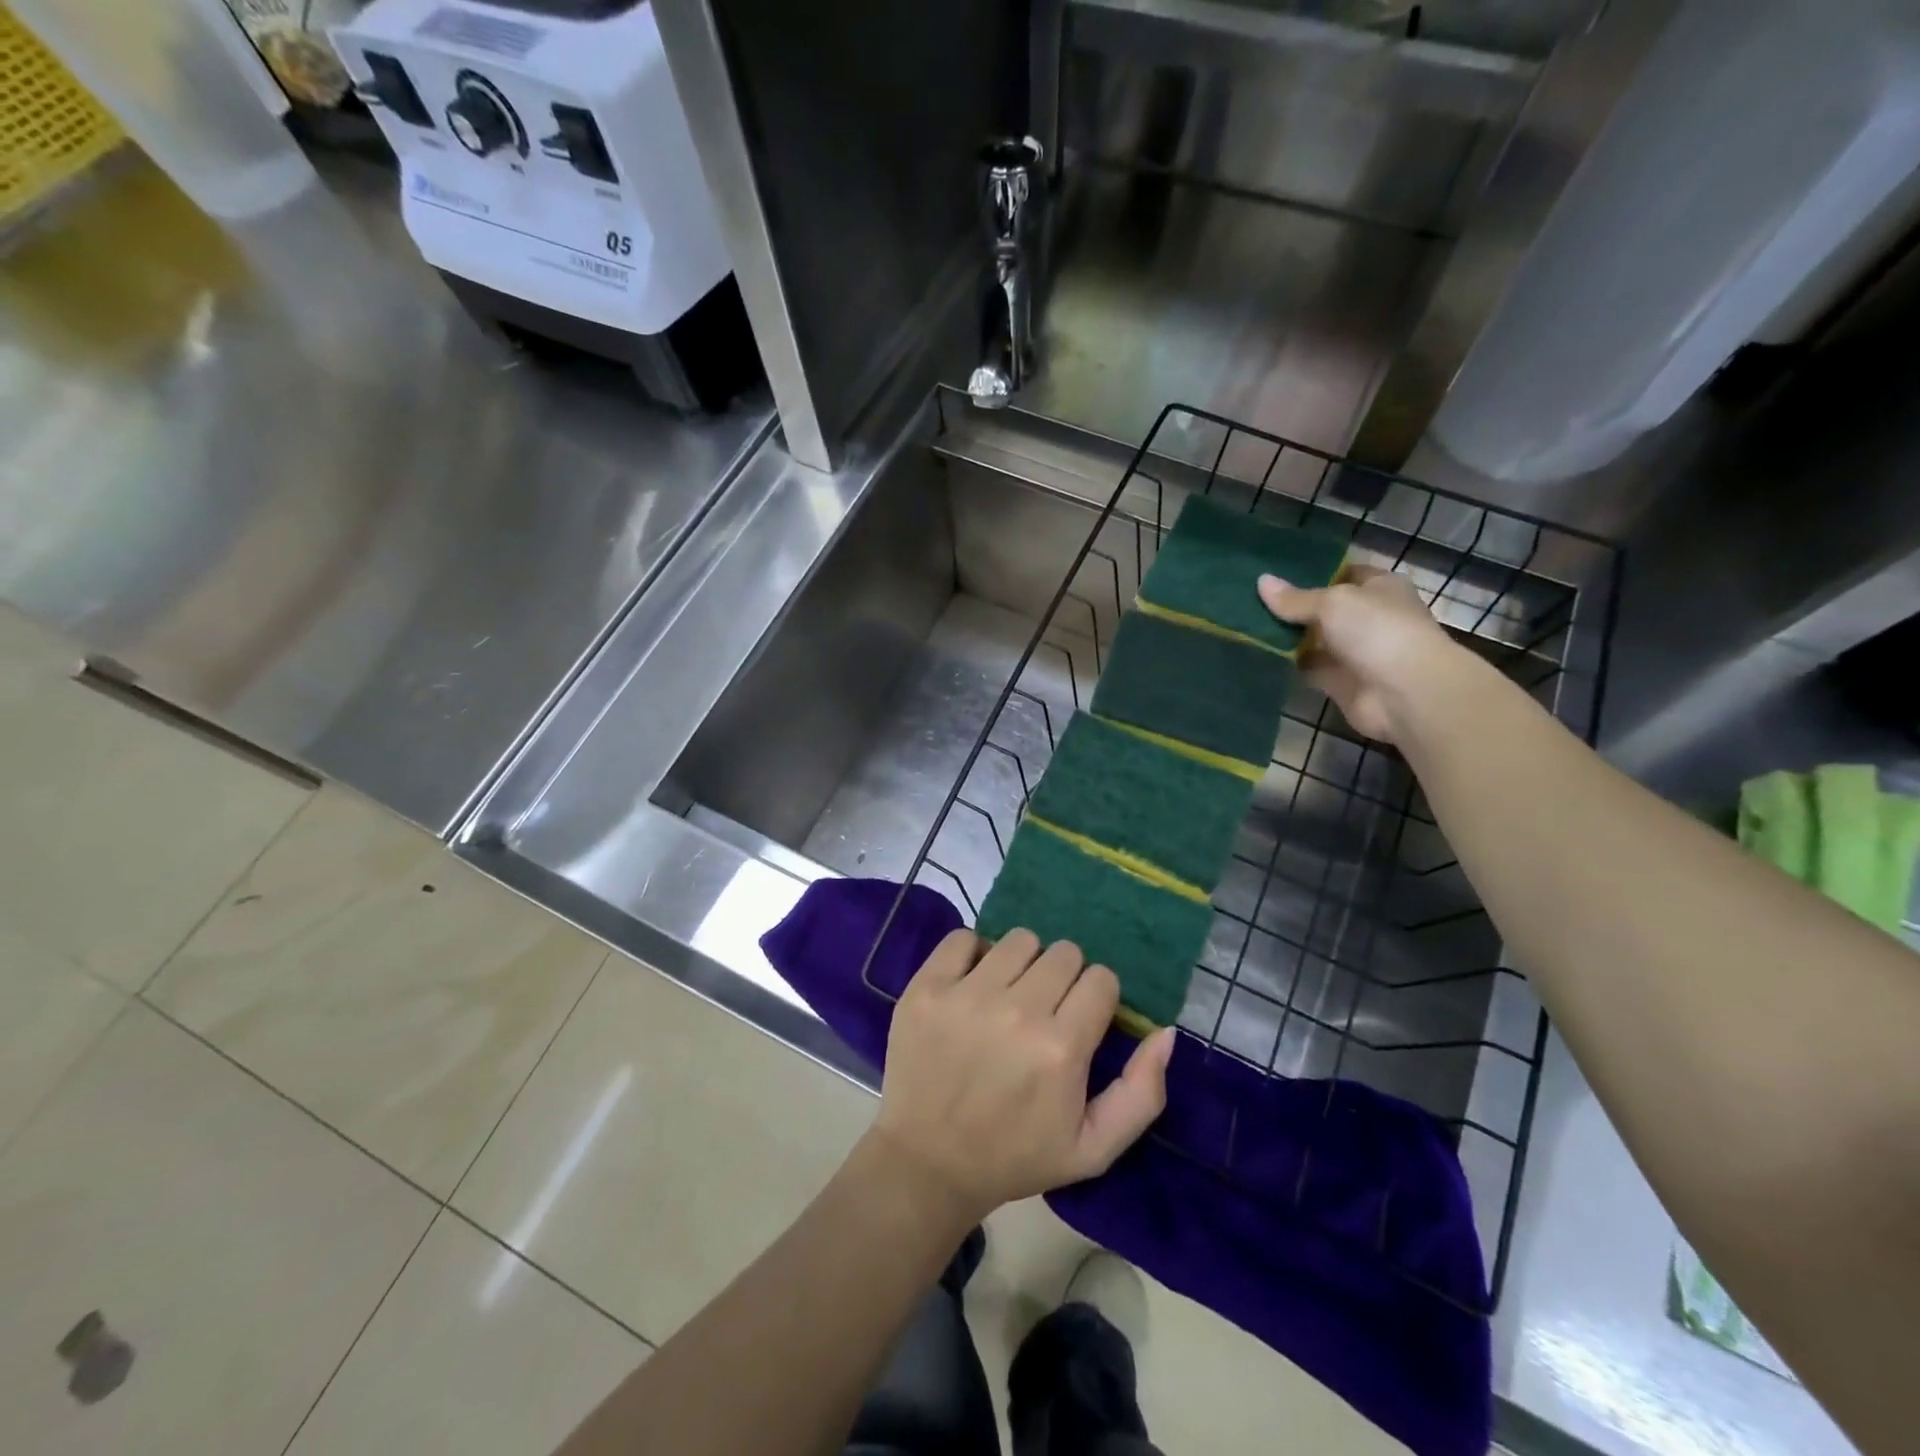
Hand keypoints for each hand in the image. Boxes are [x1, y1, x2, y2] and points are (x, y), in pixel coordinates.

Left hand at [868, 929, 1175, 1224]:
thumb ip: (1142, 1092)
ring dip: (1022, 963)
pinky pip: (963, 937)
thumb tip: (1166, 1031)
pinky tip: (971, 985)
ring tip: (1008, 996)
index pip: (1101, 979)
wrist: (927, 1163)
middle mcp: (1017, 1011)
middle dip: (1063, 978)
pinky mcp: (926, 987)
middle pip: (1064, 953)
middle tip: (1044, 1010)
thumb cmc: (1015, 1155)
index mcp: (1061, 1048)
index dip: (1096, 998)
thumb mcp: (1094, 1148)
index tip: (1079, 1020)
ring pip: (1019, 940)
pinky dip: (972, 955)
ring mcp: (966, 995)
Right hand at [1258, 566, 1461, 743]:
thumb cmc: (1376, 631)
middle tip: (1250, 599)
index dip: (1314, 573)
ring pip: (1314, 640)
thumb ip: (1295, 598)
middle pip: (1325, 609)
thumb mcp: (1332, 603)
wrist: (1404, 692)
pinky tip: (1258, 655)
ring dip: (1288, 637)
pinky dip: (1289, 664)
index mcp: (1379, 588)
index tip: (1276, 573)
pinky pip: (1309, 668)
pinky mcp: (1341, 682)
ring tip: (1246, 625)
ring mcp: (1355, 651)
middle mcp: (1369, 617)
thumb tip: (1261, 581)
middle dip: (1293, 606)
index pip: (1344, 573)